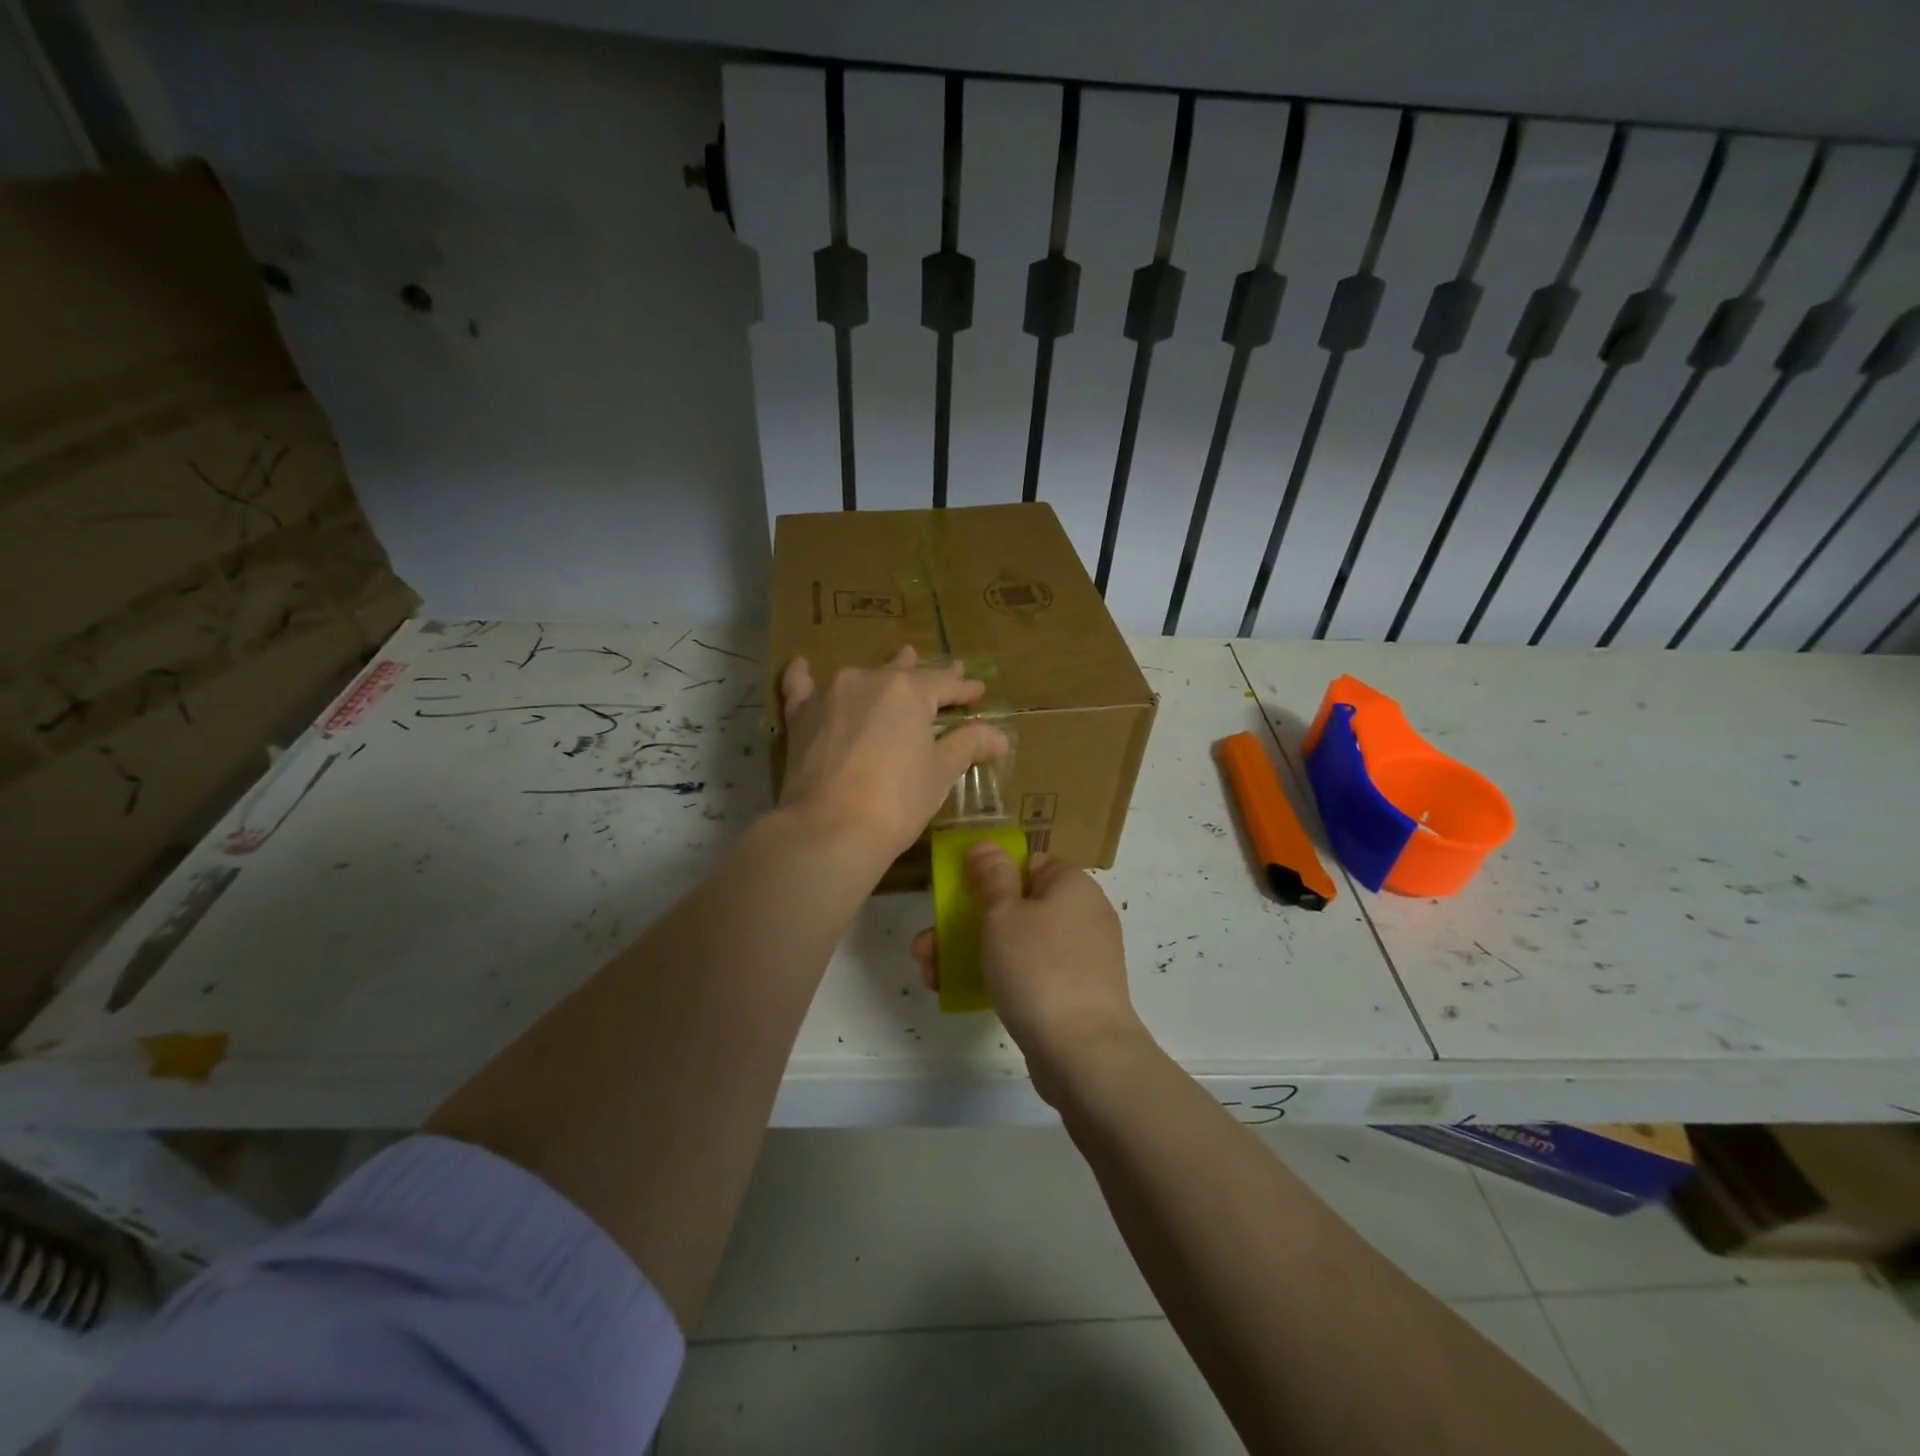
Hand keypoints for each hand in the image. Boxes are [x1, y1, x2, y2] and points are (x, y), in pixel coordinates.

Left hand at [779, 646, 1008, 864]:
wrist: (830, 828)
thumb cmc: (897, 800)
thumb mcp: (941, 772)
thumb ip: (968, 745)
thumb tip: (999, 736)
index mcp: (909, 690)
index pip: (944, 684)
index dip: (964, 689)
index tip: (978, 689)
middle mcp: (869, 680)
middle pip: (904, 673)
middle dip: (928, 674)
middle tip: (948, 671)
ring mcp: (831, 694)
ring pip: (863, 675)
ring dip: (882, 672)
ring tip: (898, 660)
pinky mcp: (801, 716)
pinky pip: (801, 686)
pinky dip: (804, 675)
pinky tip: (802, 663)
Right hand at [911, 843, 1148, 1102]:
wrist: (1084, 1053)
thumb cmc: (1039, 969)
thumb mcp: (1003, 914)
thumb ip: (991, 876)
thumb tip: (987, 845)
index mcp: (1072, 884)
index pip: (1027, 864)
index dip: (989, 876)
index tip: (957, 897)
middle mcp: (1082, 913)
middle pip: (1016, 906)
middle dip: (966, 923)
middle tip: (927, 945)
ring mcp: (1082, 956)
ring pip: (1018, 942)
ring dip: (973, 951)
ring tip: (930, 973)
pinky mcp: (1076, 992)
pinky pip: (1032, 972)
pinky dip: (1000, 977)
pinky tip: (961, 992)